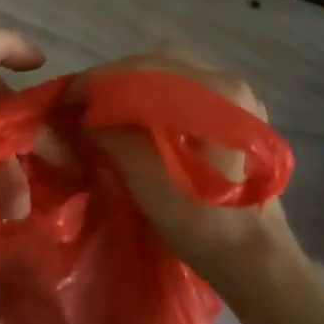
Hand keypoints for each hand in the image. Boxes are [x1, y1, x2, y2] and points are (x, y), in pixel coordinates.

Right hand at [76, 50, 297, 287]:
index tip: (67, 96)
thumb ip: (113, 137)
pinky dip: (155, 93)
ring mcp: (237, 97)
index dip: (99, 80)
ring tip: (106, 105)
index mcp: (216, 93)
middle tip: (85, 99)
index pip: (145, 70)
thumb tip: (83, 116)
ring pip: (172, 71)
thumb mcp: (148, 180)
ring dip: (135, 83)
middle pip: (159, 62)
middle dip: (116, 77)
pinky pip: (185, 87)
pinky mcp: (236, 114)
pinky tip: (137, 114)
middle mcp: (230, 83)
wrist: (257, 260)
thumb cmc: (204, 224)